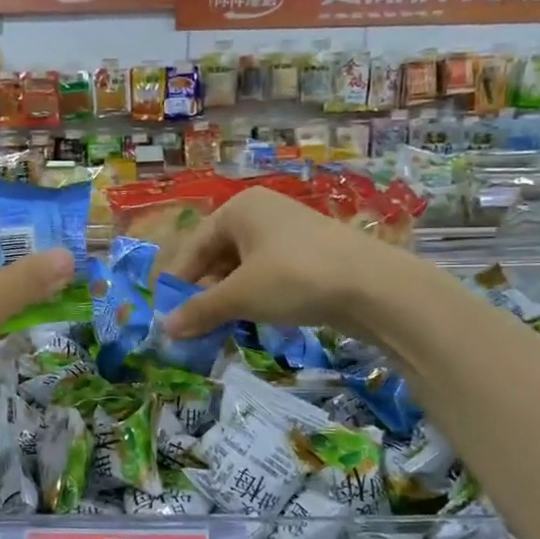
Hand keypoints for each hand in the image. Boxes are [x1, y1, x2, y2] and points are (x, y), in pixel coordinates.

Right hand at [159, 187, 395, 338]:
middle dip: (204, 293)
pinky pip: (269, 275)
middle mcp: (263, 214)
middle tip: (194, 327)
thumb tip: (164, 329)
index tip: (168, 315)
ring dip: (229, 299)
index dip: (178, 283)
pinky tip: (253, 320)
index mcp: (240, 209)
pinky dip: (255, 297)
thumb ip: (200, 310)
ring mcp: (289, 233)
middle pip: (218, 256)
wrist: (375, 287)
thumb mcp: (241, 296)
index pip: (194, 246)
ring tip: (220, 329)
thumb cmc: (295, 278)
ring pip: (244, 268)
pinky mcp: (310, 255)